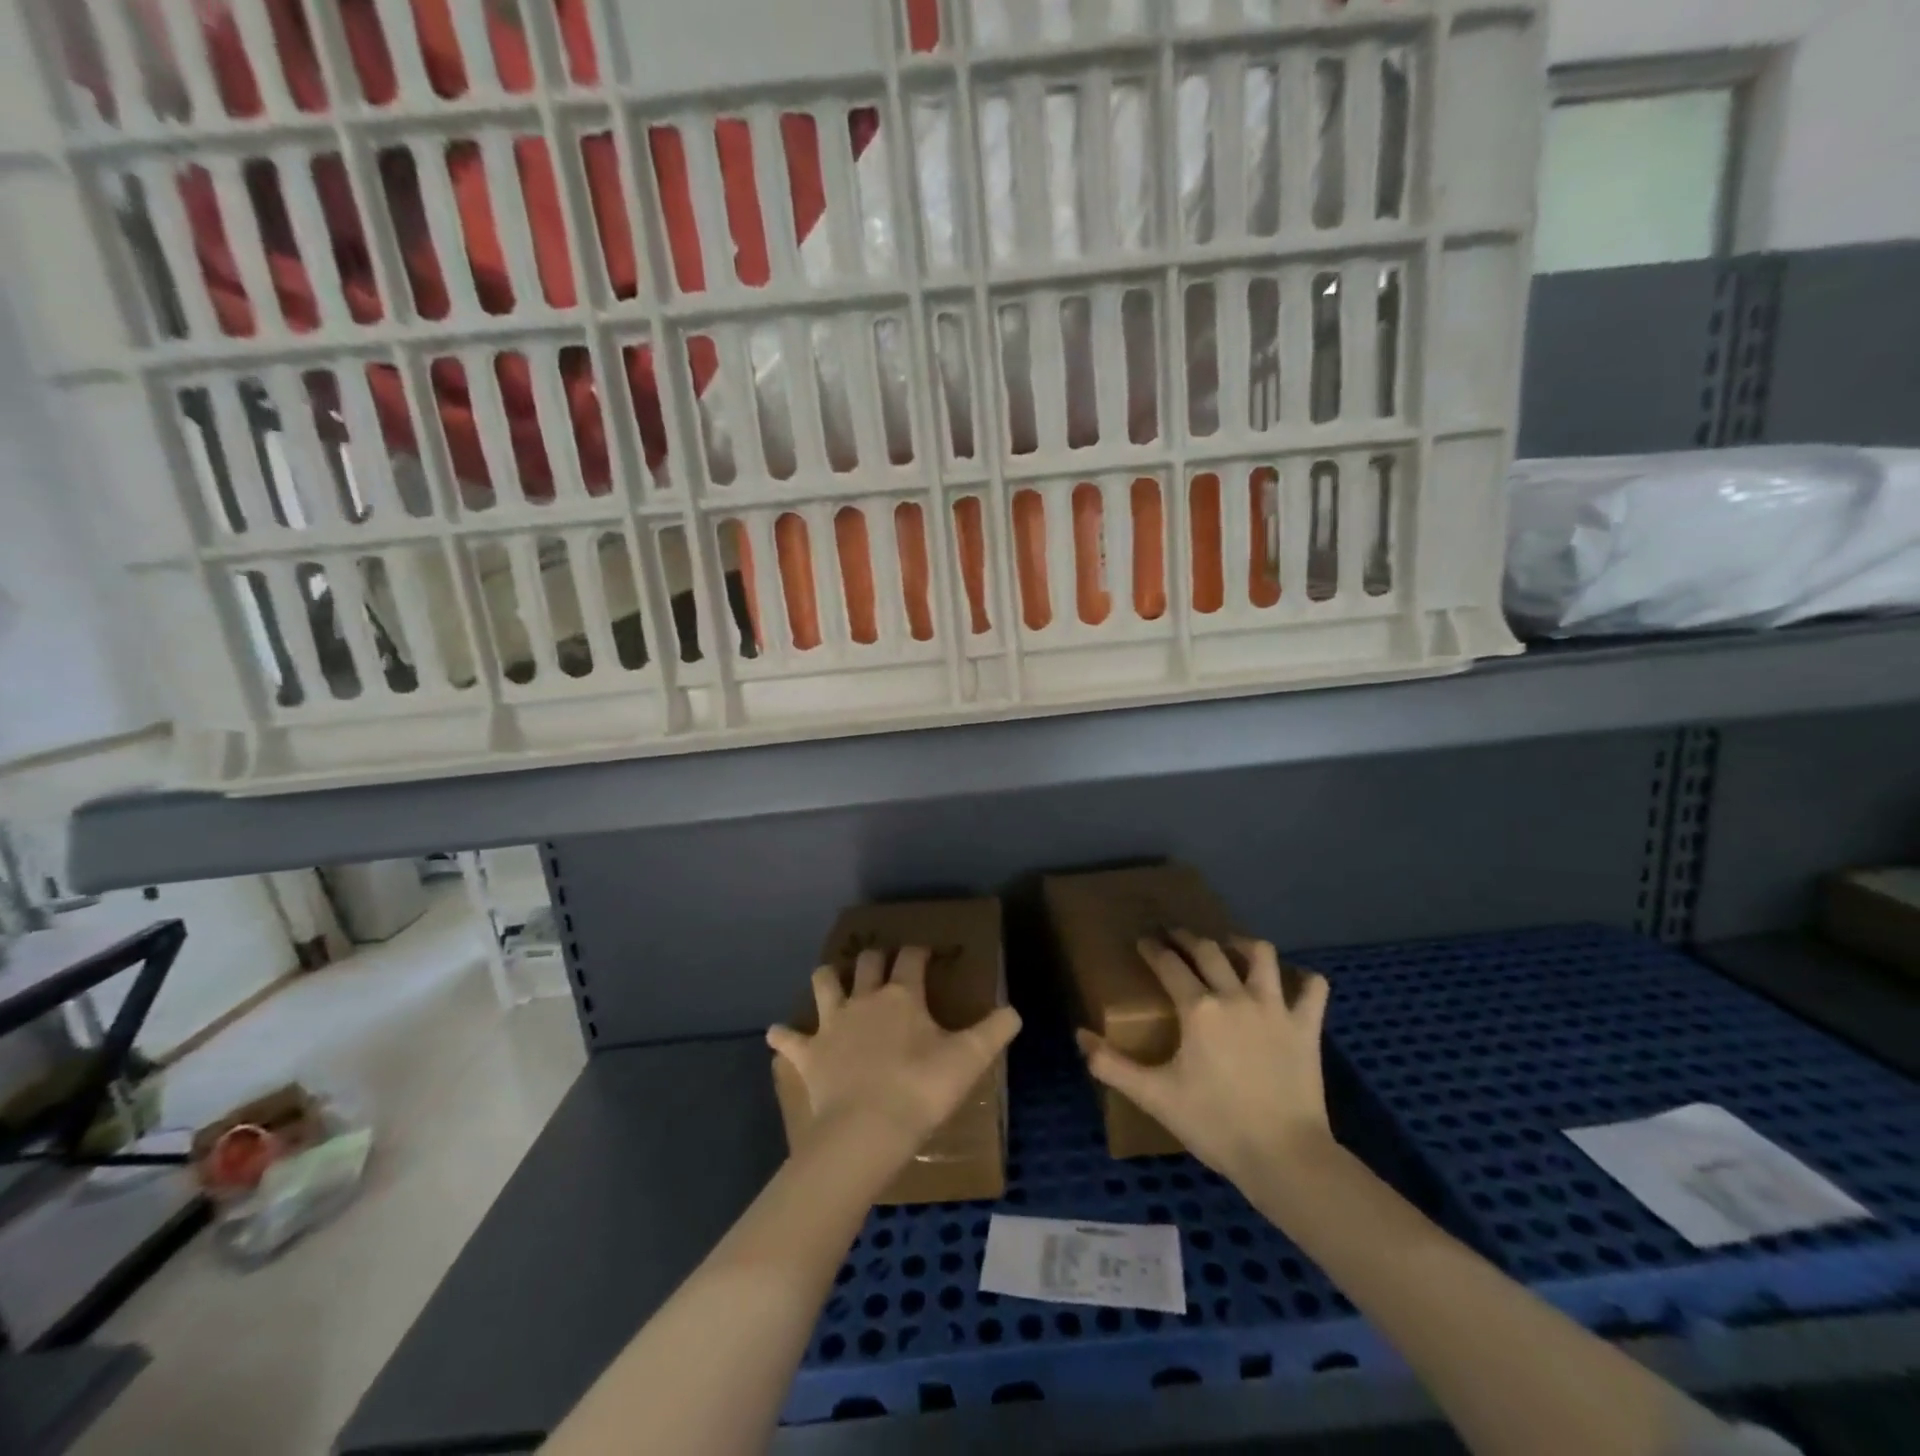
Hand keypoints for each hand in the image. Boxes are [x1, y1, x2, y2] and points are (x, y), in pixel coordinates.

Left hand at [768, 946, 1021, 1162]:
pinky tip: (776, 1034)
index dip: (919, 952)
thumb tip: (1015, 1011)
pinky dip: (783, 1036)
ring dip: (827, 979)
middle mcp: (864, 999)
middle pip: (866, 962)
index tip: (925, 953)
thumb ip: (995, 1031)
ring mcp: (832, 1024)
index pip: (911, 958)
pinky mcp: (809, 1053)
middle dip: (875, 958)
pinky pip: (789, 1040)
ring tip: (830, 980)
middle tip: (883, 964)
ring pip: (824, 984)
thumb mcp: (969, 1059)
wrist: (867, 1129)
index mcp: (902, 995)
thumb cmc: (921, 1089)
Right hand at [1077, 931, 1332, 1187]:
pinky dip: (1303, 978)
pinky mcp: (1307, 1026)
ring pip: (1261, 954)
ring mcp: (1275, 1007)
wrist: (1284, 1157)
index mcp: (1198, 1008)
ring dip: (1242, 944)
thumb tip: (1079, 1035)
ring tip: (1231, 947)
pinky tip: (1291, 982)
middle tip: (1174, 935)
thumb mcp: (1154, 1096)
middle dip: (1187, 937)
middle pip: (1209, 949)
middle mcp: (1235, 995)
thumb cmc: (1215, 1124)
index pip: (1168, 964)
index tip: (1143, 940)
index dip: (1153, 948)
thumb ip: (1111, 1065)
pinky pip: (1313, 987)